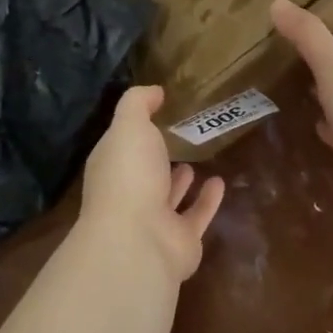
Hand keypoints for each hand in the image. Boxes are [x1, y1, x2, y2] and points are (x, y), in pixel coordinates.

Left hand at [79, 85, 225, 282]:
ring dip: (180, 181)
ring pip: (168, 197)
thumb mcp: (129, 125)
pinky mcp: (181, 241)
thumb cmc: (129, 175)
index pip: (121, 145)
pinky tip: (220, 182)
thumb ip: (139, 103)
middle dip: (157, 157)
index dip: (136, 129)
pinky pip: (196, 216)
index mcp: (112, 167)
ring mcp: (154, 221)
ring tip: (196, 159)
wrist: (139, 241)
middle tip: (179, 136)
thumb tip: (155, 91)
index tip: (158, 110)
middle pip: (144, 173)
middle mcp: (129, 195)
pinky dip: (207, 201)